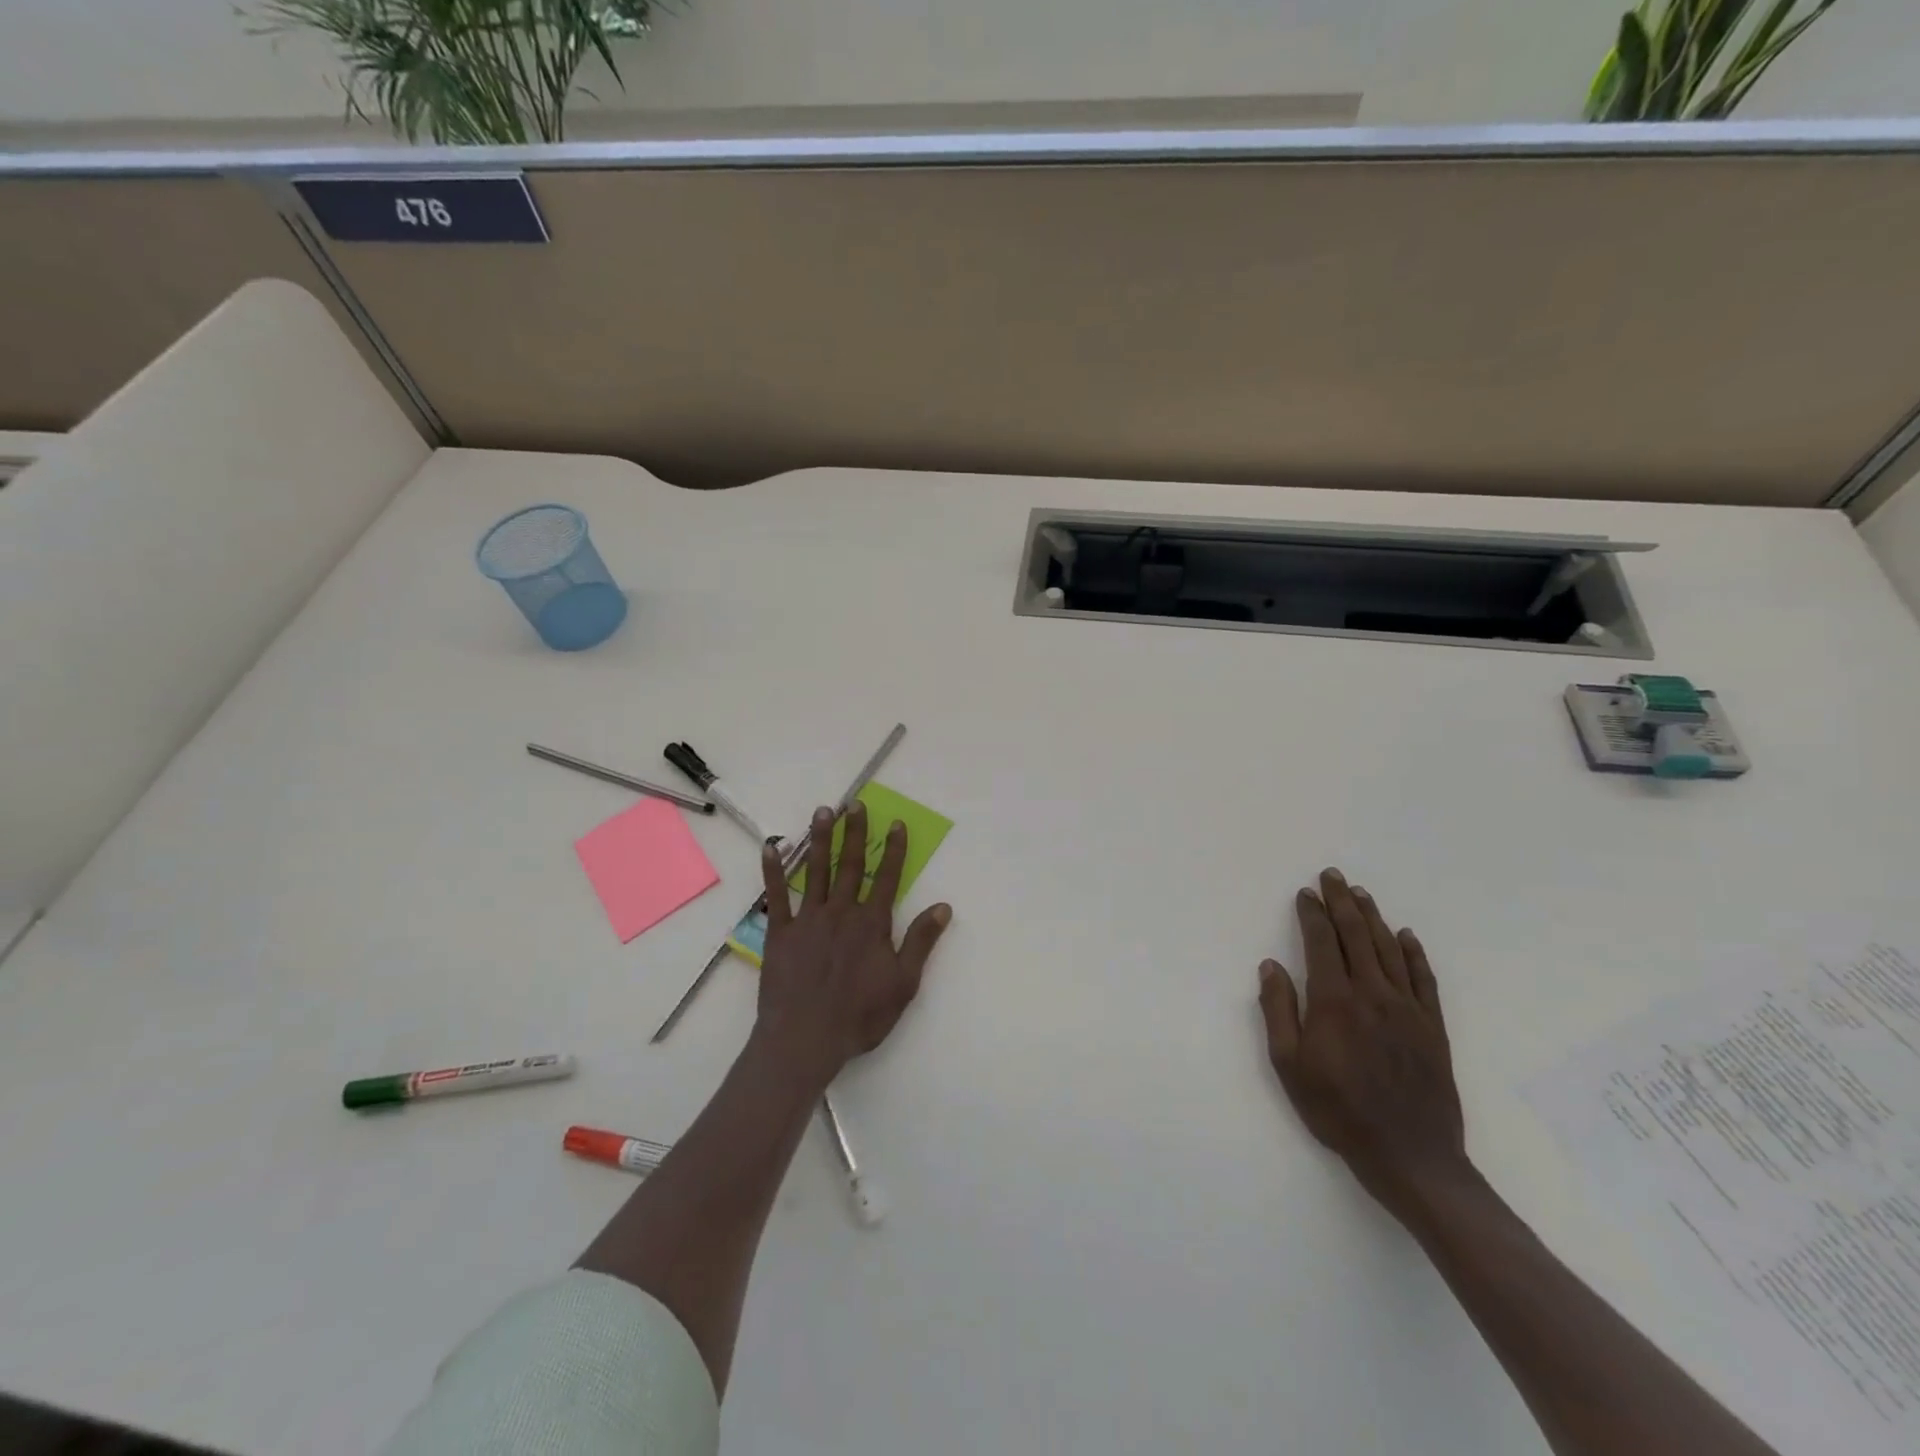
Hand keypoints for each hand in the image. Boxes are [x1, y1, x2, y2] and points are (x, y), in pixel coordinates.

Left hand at [754, 800, 952, 1086]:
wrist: (805, 1039)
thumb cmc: (859, 1016)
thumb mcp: (903, 983)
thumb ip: (921, 941)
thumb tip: (943, 906)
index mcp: (871, 923)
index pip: (886, 877)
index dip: (893, 850)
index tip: (896, 823)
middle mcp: (841, 912)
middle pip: (850, 865)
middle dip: (854, 833)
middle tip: (855, 803)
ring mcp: (808, 919)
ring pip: (816, 871)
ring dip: (820, 840)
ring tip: (823, 811)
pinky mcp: (780, 933)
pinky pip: (776, 896)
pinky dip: (773, 871)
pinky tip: (771, 847)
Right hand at [1257, 868, 1467, 1219]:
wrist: (1410, 1156)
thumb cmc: (1338, 1110)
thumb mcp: (1289, 1065)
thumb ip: (1278, 1011)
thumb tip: (1270, 966)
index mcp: (1334, 1001)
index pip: (1320, 943)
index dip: (1312, 914)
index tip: (1305, 893)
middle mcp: (1372, 994)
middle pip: (1355, 935)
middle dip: (1342, 902)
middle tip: (1333, 876)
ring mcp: (1407, 1009)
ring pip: (1388, 950)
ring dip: (1373, 918)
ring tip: (1362, 894)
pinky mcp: (1433, 1027)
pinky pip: (1424, 979)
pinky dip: (1414, 954)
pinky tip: (1406, 936)